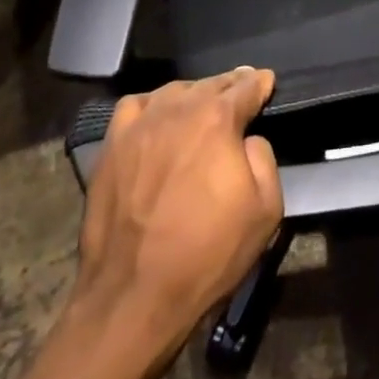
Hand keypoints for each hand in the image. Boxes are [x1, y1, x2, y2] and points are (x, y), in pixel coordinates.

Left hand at [70, 68, 282, 352]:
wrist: (133, 296)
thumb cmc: (207, 254)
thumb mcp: (266, 209)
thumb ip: (264, 157)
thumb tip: (248, 139)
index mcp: (218, 119)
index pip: (247, 86)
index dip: (261, 83)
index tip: (267, 82)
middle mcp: (179, 109)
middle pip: (211, 84)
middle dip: (230, 85)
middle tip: (241, 90)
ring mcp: (140, 125)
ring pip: (174, 91)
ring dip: (194, 94)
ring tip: (201, 105)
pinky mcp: (111, 146)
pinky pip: (136, 106)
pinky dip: (153, 105)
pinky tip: (158, 118)